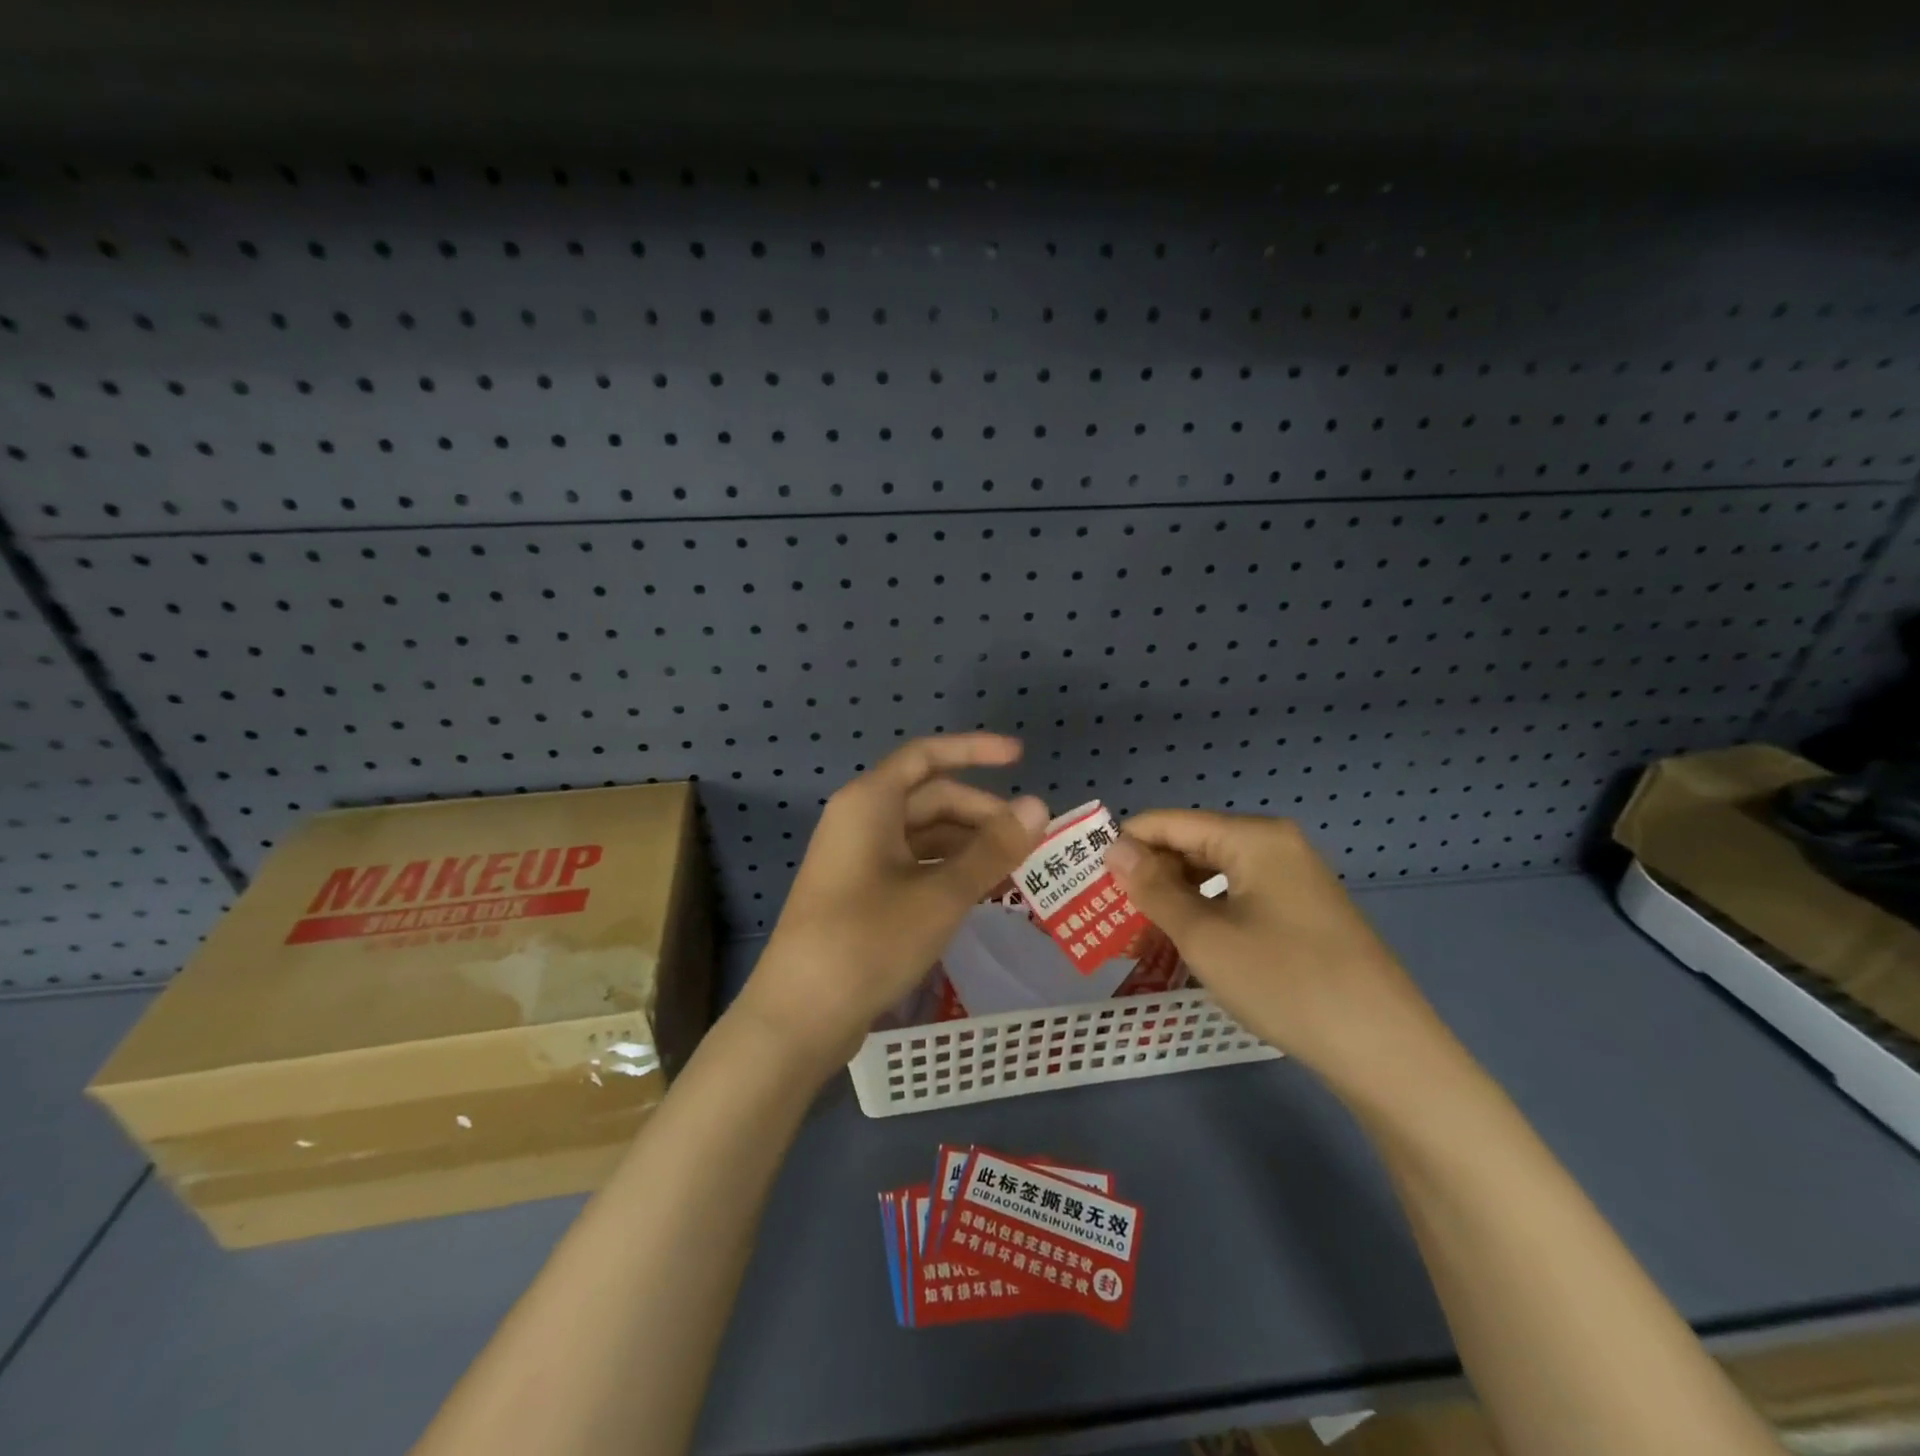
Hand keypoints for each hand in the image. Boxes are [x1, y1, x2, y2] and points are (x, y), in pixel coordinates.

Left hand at [736, 734, 1048, 1071]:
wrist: (801, 1015)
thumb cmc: (870, 940)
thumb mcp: (941, 894)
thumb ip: (992, 849)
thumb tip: (1039, 806)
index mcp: (869, 802)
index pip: (927, 756)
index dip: (975, 750)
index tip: (1020, 757)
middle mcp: (860, 820)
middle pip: (929, 798)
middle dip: (980, 813)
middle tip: (1028, 839)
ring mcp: (857, 859)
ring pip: (923, 835)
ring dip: (968, 846)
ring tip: (1014, 868)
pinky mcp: (859, 894)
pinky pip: (912, 865)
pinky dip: (947, 871)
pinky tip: (979, 892)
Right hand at [1105, 811, 1446, 1086]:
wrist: (1385, 1050)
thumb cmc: (1285, 983)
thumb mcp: (1204, 937)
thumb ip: (1153, 888)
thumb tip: (1115, 847)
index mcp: (1253, 837)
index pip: (1169, 822)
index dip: (1126, 845)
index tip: (1088, 878)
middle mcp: (1275, 845)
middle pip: (1193, 845)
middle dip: (1149, 875)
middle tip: (1110, 914)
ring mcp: (1294, 879)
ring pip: (1215, 875)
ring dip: (1175, 898)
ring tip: (1141, 933)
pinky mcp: (1303, 911)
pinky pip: (1239, 898)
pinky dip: (1207, 915)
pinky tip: (1189, 944)